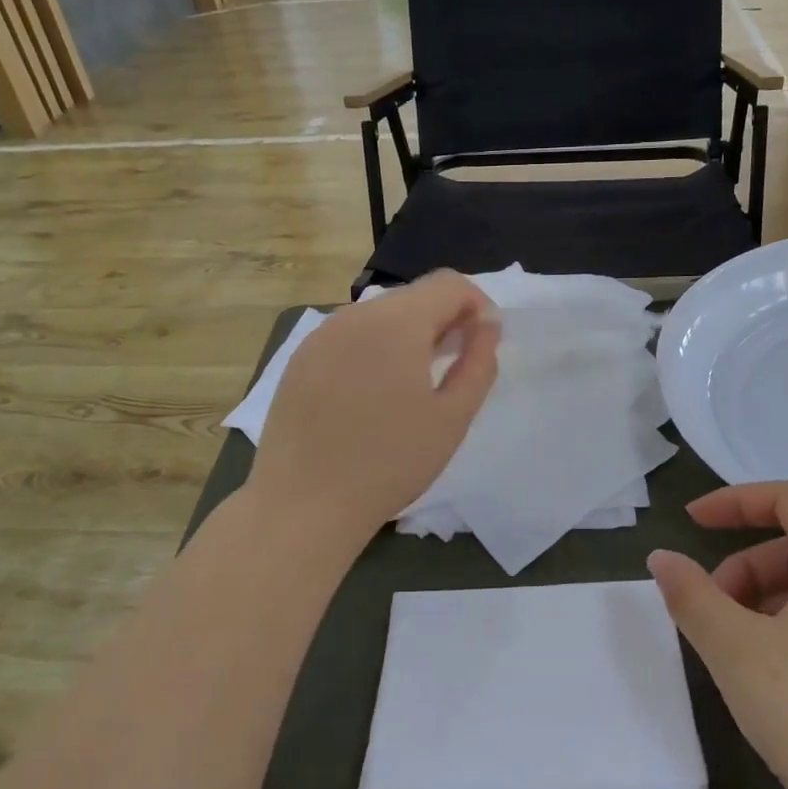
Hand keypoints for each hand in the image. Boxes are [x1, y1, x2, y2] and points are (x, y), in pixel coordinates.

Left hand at [248, 273, 499, 546]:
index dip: (476, 306)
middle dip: (443, 319)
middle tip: (456, 366)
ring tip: (416, 383)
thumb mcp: (452, 417)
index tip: (483, 344)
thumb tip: (487, 324)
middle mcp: (354, 315)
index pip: (448, 284)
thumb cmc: (390, 462)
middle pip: (413, 297)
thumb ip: (479, 362)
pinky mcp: (300, 359)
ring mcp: (320, 335)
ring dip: (408, 334)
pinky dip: (374, 349)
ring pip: (379, 316)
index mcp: (396, 322)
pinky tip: (374, 394)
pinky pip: (349, 337)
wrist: (304, 504)